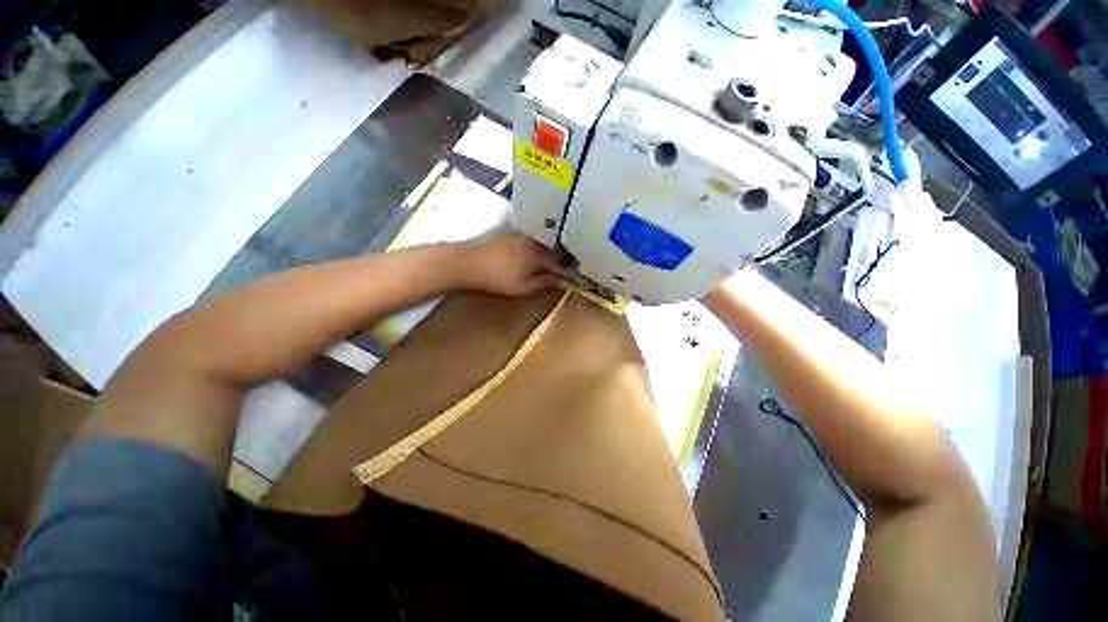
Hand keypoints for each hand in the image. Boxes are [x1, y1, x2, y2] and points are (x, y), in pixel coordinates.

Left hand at [453, 233, 564, 296]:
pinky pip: (533, 239)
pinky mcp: (512, 232)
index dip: (570, 271)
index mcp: (539, 253)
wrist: (466, 262)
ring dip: (552, 253)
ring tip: (556, 263)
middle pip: (555, 250)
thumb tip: (564, 282)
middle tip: (569, 271)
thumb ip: (545, 283)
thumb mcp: (523, 287)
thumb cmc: (496, 278)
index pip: (561, 262)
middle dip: (563, 260)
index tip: (577, 278)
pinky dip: (540, 247)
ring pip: (544, 243)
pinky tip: (537, 255)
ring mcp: (522, 234)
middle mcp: (534, 240)